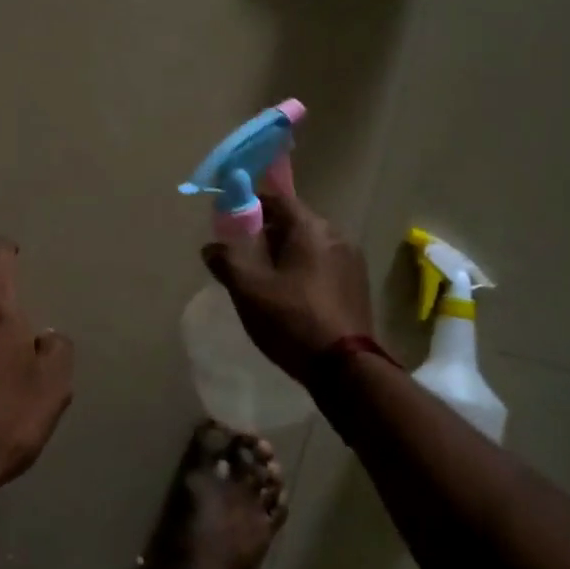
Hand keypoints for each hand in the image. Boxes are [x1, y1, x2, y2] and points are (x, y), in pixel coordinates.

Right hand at [201, 192, 374, 380]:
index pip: (277, 199)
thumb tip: (211, 248)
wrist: (346, 369)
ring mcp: (352, 261)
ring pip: (310, 246)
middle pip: (295, 222)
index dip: (252, 206)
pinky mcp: (358, 286)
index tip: (232, 221)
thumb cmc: (292, 319)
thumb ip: (226, 261)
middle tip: (245, 254)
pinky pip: (324, 265)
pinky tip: (292, 296)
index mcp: (310, 228)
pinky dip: (305, 270)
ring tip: (266, 279)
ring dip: (287, 254)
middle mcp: (336, 235)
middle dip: (268, 233)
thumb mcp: (248, 289)